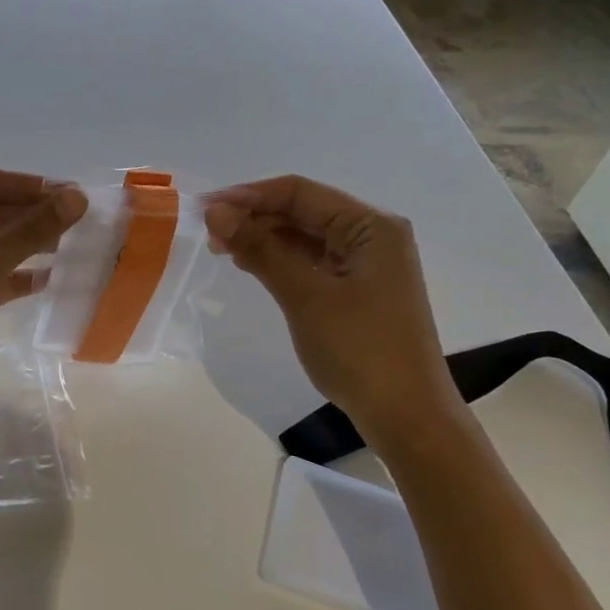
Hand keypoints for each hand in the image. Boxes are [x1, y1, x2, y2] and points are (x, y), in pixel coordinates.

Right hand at [204, 176, 463, 448]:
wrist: (405, 415)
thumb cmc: (359, 349)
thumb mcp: (304, 295)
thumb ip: (260, 248)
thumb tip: (216, 211)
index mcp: (371, 226)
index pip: (300, 193)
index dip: (249, 195)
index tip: (204, 208)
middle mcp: (372, 236)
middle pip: (303, 212)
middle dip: (254, 217)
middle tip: (207, 234)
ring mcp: (365, 265)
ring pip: (304, 237)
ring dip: (263, 239)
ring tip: (220, 248)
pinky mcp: (356, 290)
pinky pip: (311, 262)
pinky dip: (279, 261)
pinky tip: (250, 265)